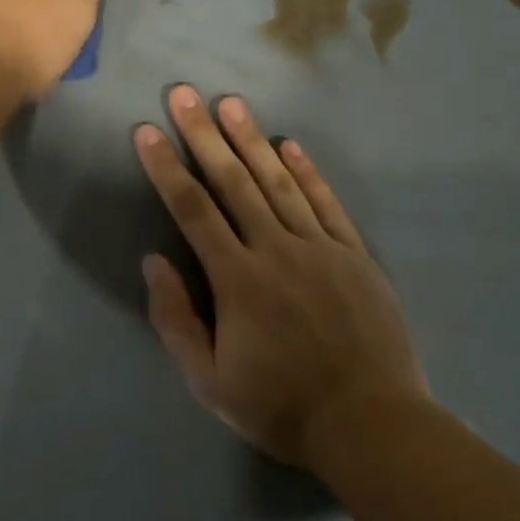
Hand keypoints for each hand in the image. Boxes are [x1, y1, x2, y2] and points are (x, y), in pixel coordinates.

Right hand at [133, 85, 432, 468]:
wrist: (372, 426)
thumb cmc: (280, 406)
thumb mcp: (209, 380)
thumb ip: (176, 319)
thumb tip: (154, 261)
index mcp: (237, 279)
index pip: (192, 210)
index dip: (166, 168)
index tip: (147, 132)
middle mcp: (276, 250)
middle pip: (233, 182)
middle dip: (204, 135)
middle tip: (185, 94)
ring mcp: (320, 248)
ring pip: (279, 183)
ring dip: (252, 139)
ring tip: (230, 103)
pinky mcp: (355, 256)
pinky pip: (327, 204)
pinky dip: (307, 172)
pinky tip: (290, 146)